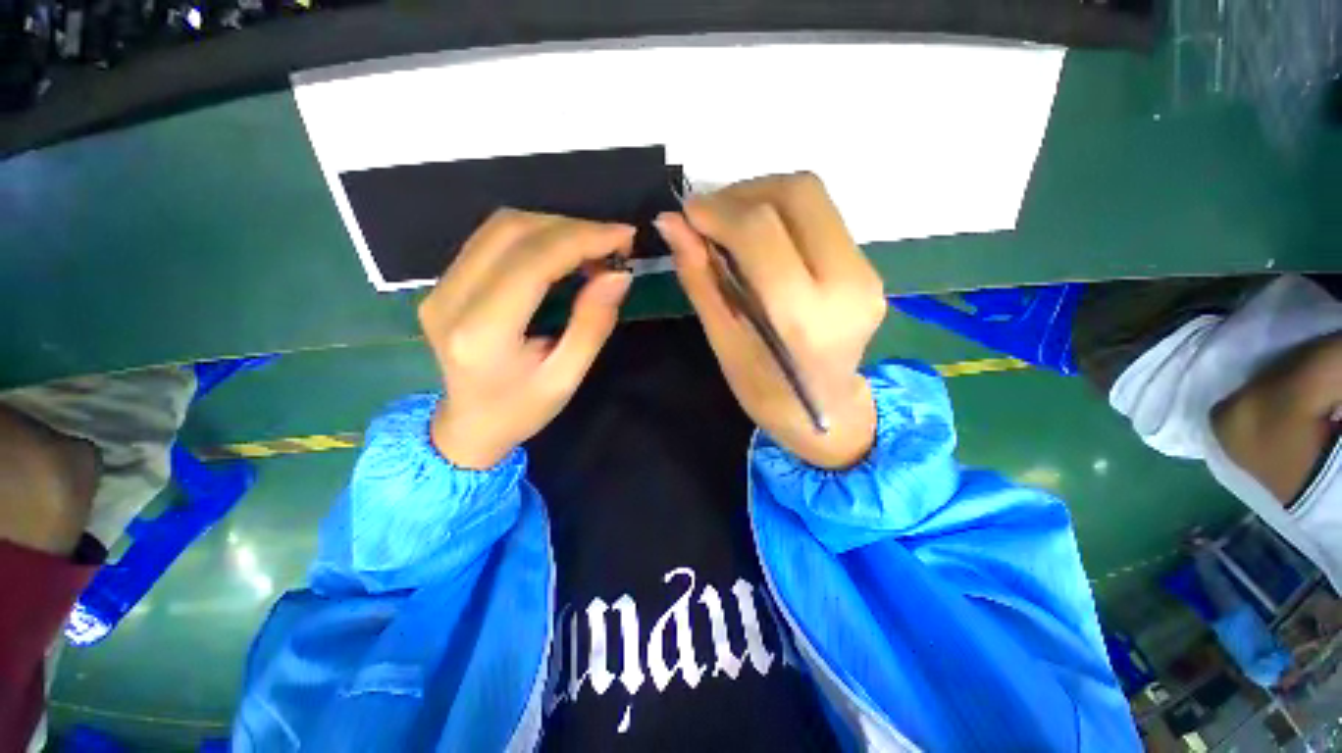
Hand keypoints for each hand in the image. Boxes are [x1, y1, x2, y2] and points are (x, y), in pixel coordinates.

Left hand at [419, 210, 633, 468]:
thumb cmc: (523, 409)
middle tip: (613, 244)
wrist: (469, 425)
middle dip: (572, 228)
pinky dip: (535, 236)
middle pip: (512, 232)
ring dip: (554, 227)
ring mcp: (439, 286)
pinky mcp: (442, 282)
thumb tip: (618, 275)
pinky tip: (562, 252)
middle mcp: (451, 299)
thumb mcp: (567, 377)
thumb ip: (592, 324)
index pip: (532, 262)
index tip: (624, 237)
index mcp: (483, 332)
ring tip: (592, 248)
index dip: (582, 239)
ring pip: (500, 227)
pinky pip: (491, 239)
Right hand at [656, 173, 885, 468]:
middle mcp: (848, 284)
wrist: (828, 412)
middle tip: (708, 217)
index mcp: (804, 317)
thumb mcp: (724, 343)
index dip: (718, 211)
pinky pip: (821, 217)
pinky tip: (758, 241)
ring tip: (729, 227)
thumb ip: (700, 279)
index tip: (686, 215)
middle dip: (743, 193)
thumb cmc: (767, 392)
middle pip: (799, 193)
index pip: (762, 232)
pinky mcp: (869, 267)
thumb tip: (671, 224)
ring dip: (761, 198)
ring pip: (812, 197)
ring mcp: (867, 272)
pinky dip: (781, 214)